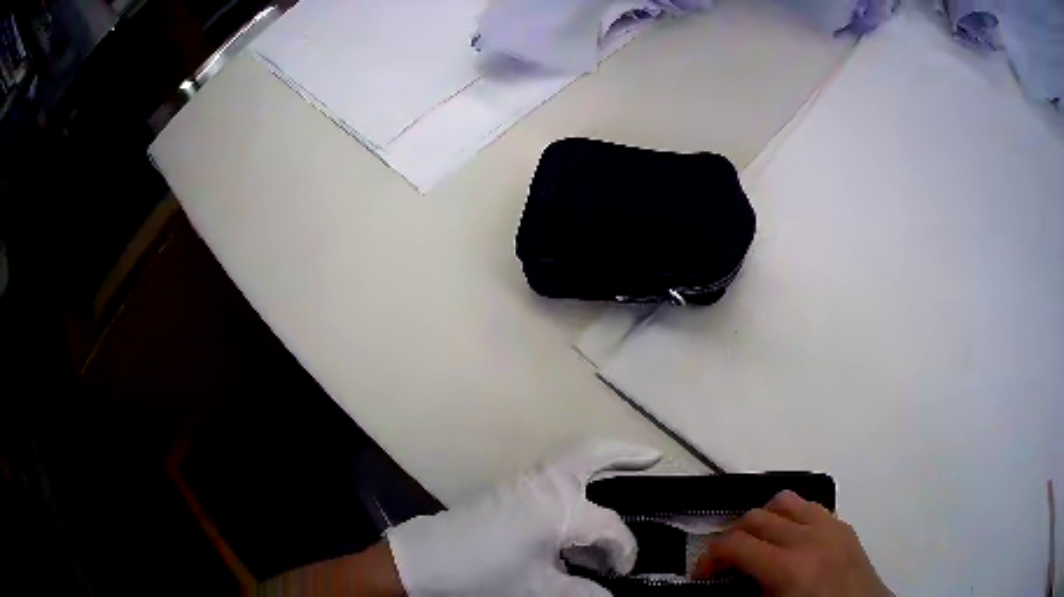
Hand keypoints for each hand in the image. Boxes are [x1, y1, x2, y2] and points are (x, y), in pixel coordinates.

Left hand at [386, 440, 662, 595]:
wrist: (423, 565)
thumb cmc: (484, 579)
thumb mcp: (538, 591)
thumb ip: (582, 592)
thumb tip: (609, 595)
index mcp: (558, 509)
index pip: (610, 527)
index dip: (624, 551)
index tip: (623, 572)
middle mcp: (544, 485)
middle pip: (591, 453)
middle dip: (625, 453)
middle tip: (652, 457)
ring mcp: (521, 483)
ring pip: (570, 461)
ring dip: (599, 463)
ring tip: (623, 475)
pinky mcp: (506, 490)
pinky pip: (552, 477)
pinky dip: (575, 480)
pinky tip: (579, 508)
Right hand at [694, 490, 891, 596]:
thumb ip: (745, 593)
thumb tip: (722, 582)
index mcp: (789, 568)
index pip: (736, 544)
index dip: (709, 557)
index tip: (702, 574)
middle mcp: (810, 538)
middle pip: (756, 517)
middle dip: (731, 538)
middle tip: (724, 564)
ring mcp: (831, 527)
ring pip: (785, 501)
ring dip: (763, 520)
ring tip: (757, 544)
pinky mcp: (844, 526)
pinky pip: (811, 507)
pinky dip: (791, 517)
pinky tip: (790, 541)